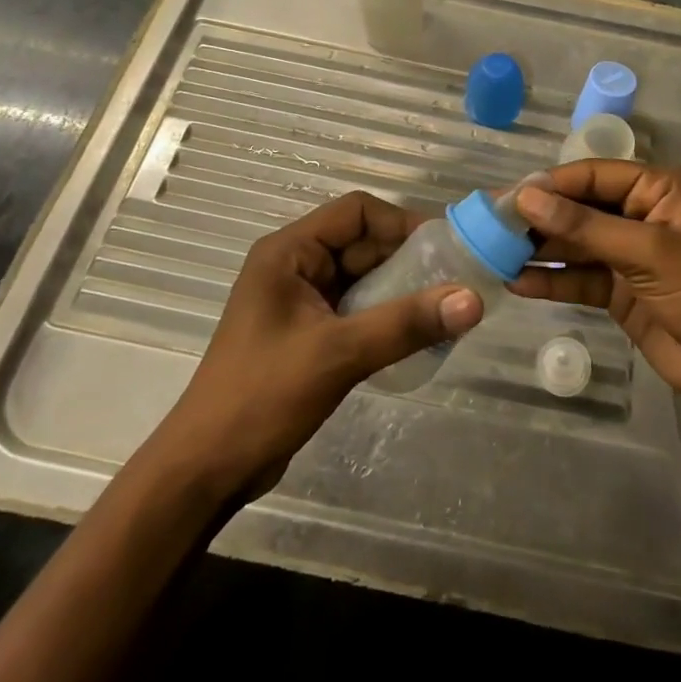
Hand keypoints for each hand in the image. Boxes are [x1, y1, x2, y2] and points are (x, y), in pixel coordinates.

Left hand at [163, 192, 483, 501]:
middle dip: (408, 260)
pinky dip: (386, 315)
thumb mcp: (339, 354)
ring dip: (401, 290)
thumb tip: (474, 300)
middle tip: (455, 282)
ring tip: (445, 309)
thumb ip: (406, 323)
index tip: (444, 249)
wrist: (206, 470)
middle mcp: (295, 266)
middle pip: (363, 243)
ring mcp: (300, 301)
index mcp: (289, 252)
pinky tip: (416, 335)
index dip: (401, 223)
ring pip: (364, 278)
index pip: (356, 211)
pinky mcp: (308, 333)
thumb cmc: (263, 396)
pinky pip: (357, 308)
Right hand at [513, 163, 680, 428]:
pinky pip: (578, 279)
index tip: (506, 198)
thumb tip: (527, 198)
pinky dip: (551, 282)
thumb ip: (586, 227)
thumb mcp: (649, 252)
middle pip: (579, 208)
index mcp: (657, 190)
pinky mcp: (620, 292)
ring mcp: (628, 255)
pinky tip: (517, 284)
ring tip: (493, 255)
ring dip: (539, 250)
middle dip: (539, 219)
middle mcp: (639, 215)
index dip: (550, 185)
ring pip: (574, 245)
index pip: (592, 175)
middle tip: (490, 228)